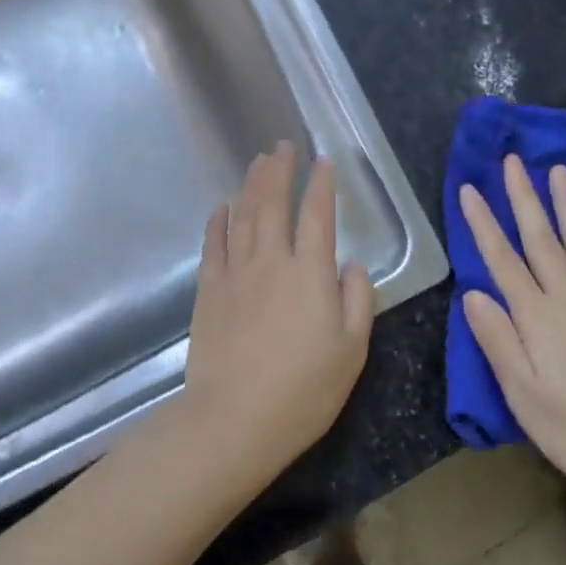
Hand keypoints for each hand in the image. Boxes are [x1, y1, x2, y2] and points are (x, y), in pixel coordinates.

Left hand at [180, 143, 373, 488]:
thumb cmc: (304, 390)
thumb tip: (351, 263)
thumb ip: (357, 299)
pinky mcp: (208, 289)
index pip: (318, 215)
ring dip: (251, 184)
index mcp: (311, 273)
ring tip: (258, 162)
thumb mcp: (352, 351)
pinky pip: (214, 243)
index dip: (322, 184)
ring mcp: (235, 272)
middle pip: (273, 202)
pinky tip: (222, 206)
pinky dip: (218, 220)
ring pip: (243, 215)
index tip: (324, 161)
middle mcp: (271, 260)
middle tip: (283, 145)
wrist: (235, 419)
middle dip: (280, 170)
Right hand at [458, 155, 565, 494]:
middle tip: (513, 161)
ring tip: (559, 171)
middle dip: (524, 198)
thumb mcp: (520, 392)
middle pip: (543, 240)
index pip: (503, 261)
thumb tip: (474, 293)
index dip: (484, 224)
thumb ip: (497, 339)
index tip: (469, 189)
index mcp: (538, 317)